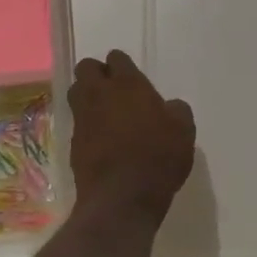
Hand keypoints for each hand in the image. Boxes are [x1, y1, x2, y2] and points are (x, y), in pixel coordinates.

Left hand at [68, 50, 196, 221]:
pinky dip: (87, 125)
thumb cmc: (158, 158)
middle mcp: (99, 94)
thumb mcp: (183, 132)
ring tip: (105, 113)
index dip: (122, 65)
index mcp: (127, 84)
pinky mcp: (73, 142)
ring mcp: (83, 118)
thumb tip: (170, 106)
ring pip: (76, 92)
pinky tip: (102, 140)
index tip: (132, 78)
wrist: (122, 198)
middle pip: (86, 68)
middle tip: (113, 90)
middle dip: (97, 73)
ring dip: (87, 96)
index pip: (116, 58)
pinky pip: (77, 122)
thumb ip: (177, 111)